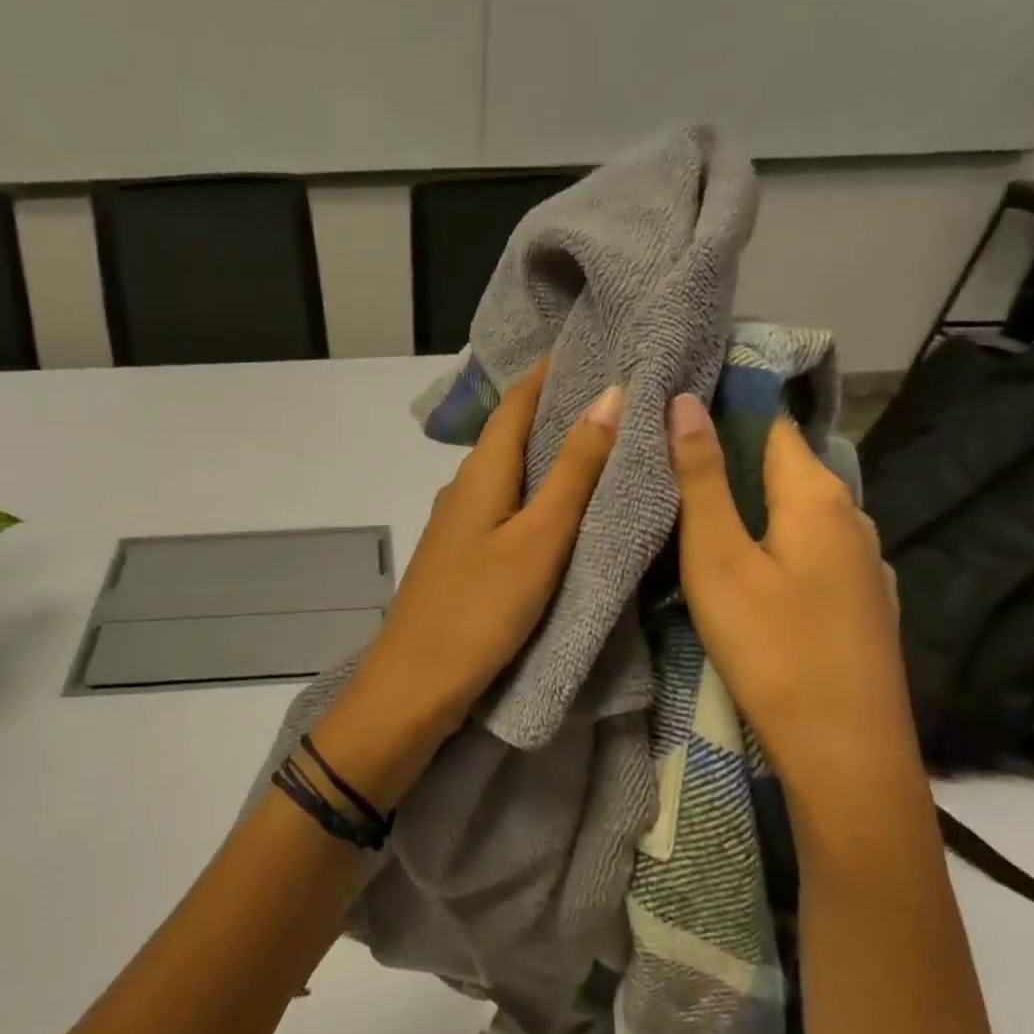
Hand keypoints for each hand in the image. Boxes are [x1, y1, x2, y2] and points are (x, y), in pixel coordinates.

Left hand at [316, 359, 622, 808]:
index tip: (598, 345)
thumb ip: (574, 471)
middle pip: (512, 436)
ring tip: (606, 447)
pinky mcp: (464, 562)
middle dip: (559, 411)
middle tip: (619, 395)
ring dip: (550, 457)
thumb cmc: (479, 611)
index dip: (552, 371)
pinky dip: (538, 499)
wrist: (414, 688)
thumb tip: (610, 394)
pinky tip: (565, 512)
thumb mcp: (538, 540)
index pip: (516, 402)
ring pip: (510, 477)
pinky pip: (507, 513)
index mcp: (478, 475)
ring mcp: (459, 529)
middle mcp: (464, 491)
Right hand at [665, 393, 917, 794]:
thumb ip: (702, 480)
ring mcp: (863, 562)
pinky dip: (775, 541)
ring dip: (752, 504)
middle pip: (785, 467)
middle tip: (670, 466)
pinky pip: (810, 549)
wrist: (846, 751)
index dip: (725, 409)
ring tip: (699, 512)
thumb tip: (685, 401)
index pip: (770, 424)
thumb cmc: (772, 648)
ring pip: (797, 512)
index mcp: (817, 496)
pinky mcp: (861, 601)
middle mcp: (851, 516)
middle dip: (732, 459)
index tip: (675, 408)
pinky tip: (749, 566)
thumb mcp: (719, 560)